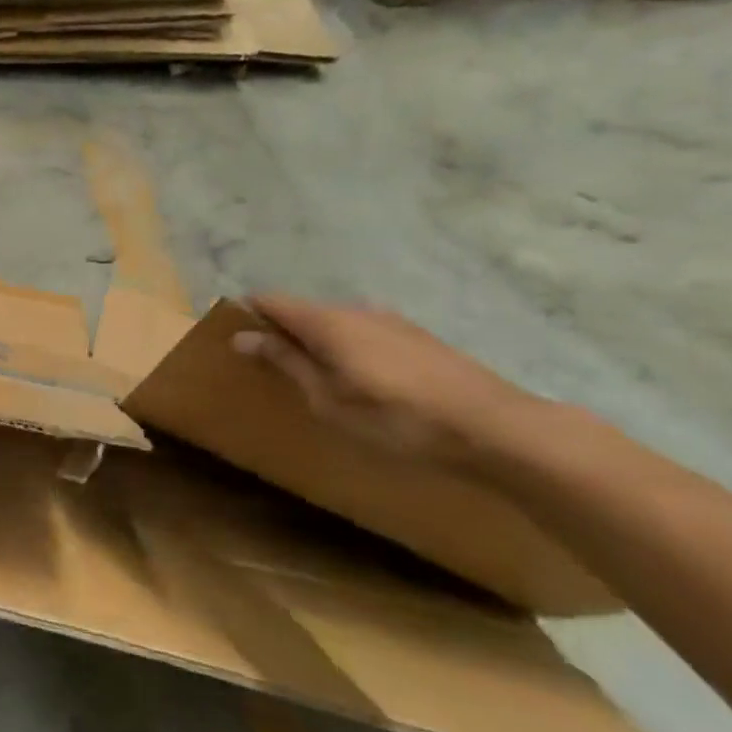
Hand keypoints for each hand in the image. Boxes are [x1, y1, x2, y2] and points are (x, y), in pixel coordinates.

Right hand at [231, 293, 543, 471]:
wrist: (496, 429)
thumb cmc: (396, 418)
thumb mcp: (327, 398)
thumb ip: (285, 362)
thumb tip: (243, 336)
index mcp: (327, 321)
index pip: (270, 301)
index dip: (247, 315)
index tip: (235, 342)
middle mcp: (356, 309)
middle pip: (303, 310)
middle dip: (282, 332)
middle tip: (272, 369)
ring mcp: (392, 321)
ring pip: (336, 322)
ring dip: (317, 343)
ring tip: (316, 379)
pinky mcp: (418, 338)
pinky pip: (364, 333)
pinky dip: (348, 349)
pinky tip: (360, 382)